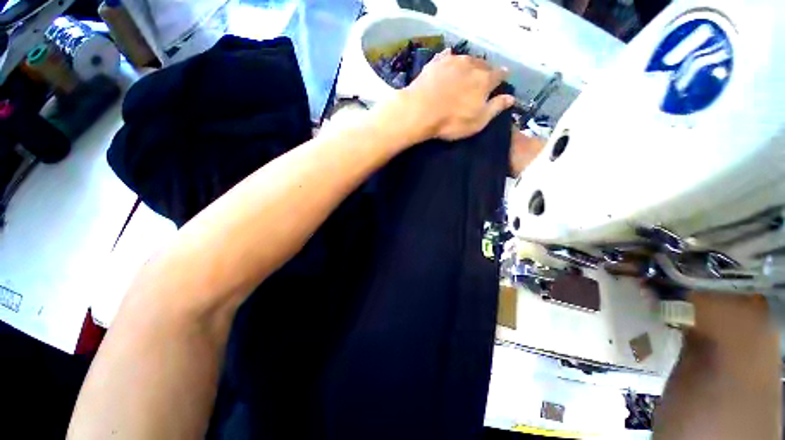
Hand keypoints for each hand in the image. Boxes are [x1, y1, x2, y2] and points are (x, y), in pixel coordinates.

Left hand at [397, 48, 515, 141]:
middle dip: (486, 71)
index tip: (502, 79)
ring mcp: (453, 61)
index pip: (499, 74)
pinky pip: (446, 56)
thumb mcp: (478, 121)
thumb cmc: (451, 121)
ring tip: (467, 71)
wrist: (421, 111)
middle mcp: (471, 65)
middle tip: (483, 78)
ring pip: (467, 59)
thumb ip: (495, 108)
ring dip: (470, 65)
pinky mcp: (436, 62)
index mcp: (485, 80)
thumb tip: (511, 98)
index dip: (502, 77)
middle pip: (484, 65)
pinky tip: (449, 59)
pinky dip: (450, 58)